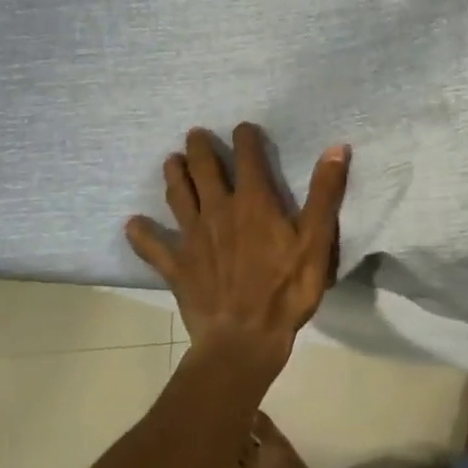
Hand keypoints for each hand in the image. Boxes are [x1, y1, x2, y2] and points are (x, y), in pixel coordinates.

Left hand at [125, 124, 349, 371]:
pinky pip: (154, 248)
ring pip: (179, 197)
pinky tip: (131, 225)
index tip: (243, 127)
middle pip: (205, 170)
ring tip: (170, 160)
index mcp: (253, 202)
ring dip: (174, 176)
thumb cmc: (286, 289)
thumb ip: (325, 193)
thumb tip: (336, 148)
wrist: (244, 339)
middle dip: (200, 149)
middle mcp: (218, 211)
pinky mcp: (177, 267)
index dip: (245, 139)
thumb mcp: (316, 240)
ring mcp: (193, 238)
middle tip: (194, 134)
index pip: (248, 158)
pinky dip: (141, 235)